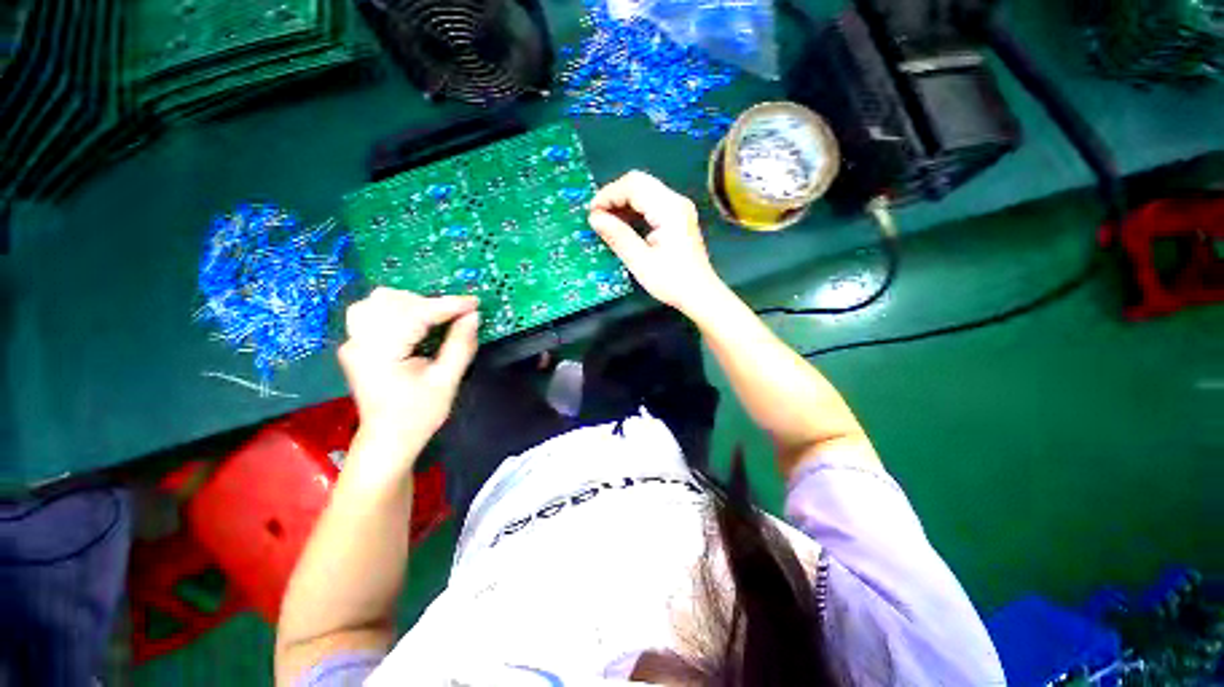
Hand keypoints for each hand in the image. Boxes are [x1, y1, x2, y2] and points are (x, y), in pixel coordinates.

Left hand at [338, 289, 479, 458]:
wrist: (388, 438)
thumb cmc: (418, 415)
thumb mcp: (446, 381)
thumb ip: (460, 345)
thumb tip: (474, 316)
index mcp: (380, 354)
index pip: (414, 315)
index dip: (447, 305)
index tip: (475, 303)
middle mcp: (359, 342)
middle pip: (392, 301)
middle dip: (429, 303)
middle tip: (457, 316)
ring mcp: (353, 342)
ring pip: (378, 301)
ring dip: (411, 302)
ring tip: (435, 316)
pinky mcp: (356, 344)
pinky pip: (373, 311)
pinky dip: (397, 308)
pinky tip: (414, 319)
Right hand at [588, 171, 723, 313]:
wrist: (700, 295)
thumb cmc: (672, 281)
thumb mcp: (641, 262)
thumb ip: (618, 236)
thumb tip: (595, 218)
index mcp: (669, 209)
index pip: (634, 185)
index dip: (609, 195)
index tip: (592, 214)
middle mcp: (676, 202)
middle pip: (639, 183)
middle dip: (614, 196)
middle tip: (597, 217)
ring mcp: (678, 209)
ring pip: (644, 192)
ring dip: (623, 203)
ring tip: (606, 223)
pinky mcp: (677, 218)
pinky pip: (651, 204)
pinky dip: (634, 211)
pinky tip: (623, 226)